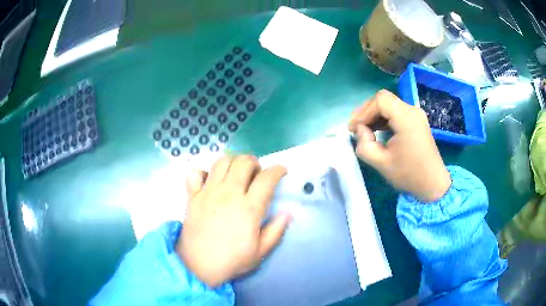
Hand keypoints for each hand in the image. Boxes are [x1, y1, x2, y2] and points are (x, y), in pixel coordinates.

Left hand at [176, 155, 290, 287]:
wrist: (198, 266)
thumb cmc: (232, 260)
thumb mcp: (260, 251)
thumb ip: (276, 230)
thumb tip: (288, 212)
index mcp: (248, 208)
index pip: (266, 179)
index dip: (277, 170)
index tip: (281, 171)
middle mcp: (228, 194)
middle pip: (243, 162)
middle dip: (254, 161)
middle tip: (257, 172)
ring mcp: (208, 192)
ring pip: (221, 162)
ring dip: (232, 161)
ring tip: (236, 172)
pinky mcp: (192, 196)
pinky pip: (195, 174)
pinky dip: (203, 172)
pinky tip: (209, 181)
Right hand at [348, 90, 450, 201]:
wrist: (433, 184)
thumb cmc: (409, 175)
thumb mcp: (382, 163)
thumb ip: (364, 145)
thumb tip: (360, 130)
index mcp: (406, 119)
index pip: (380, 101)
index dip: (364, 112)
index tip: (353, 129)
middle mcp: (412, 111)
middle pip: (384, 99)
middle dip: (366, 111)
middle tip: (355, 128)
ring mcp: (415, 115)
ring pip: (389, 104)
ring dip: (374, 114)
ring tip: (363, 129)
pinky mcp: (416, 120)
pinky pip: (396, 112)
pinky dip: (383, 118)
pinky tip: (376, 129)